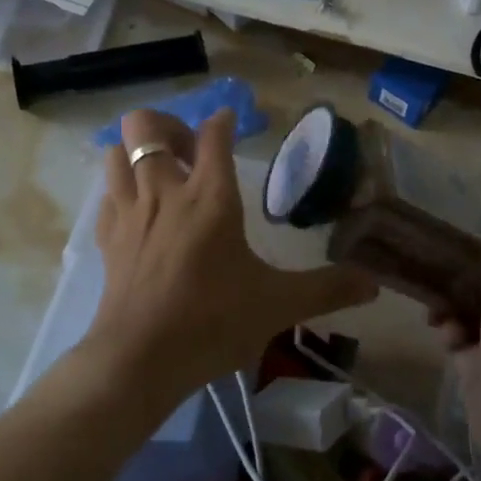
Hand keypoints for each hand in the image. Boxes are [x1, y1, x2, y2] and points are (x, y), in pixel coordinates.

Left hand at [88, 108, 376, 403]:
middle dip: (167, 126)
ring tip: (160, 172)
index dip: (222, 120)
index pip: (213, 135)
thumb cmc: (213, 322)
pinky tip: (137, 210)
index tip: (229, 120)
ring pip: (116, 152)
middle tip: (189, 152)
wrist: (140, 360)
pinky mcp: (106, 238)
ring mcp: (130, 212)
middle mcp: (165, 191)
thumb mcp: (278, 305)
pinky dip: (119, 190)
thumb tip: (374, 284)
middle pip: (147, 126)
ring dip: (136, 152)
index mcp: (210, 196)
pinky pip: (106, 195)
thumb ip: (327, 289)